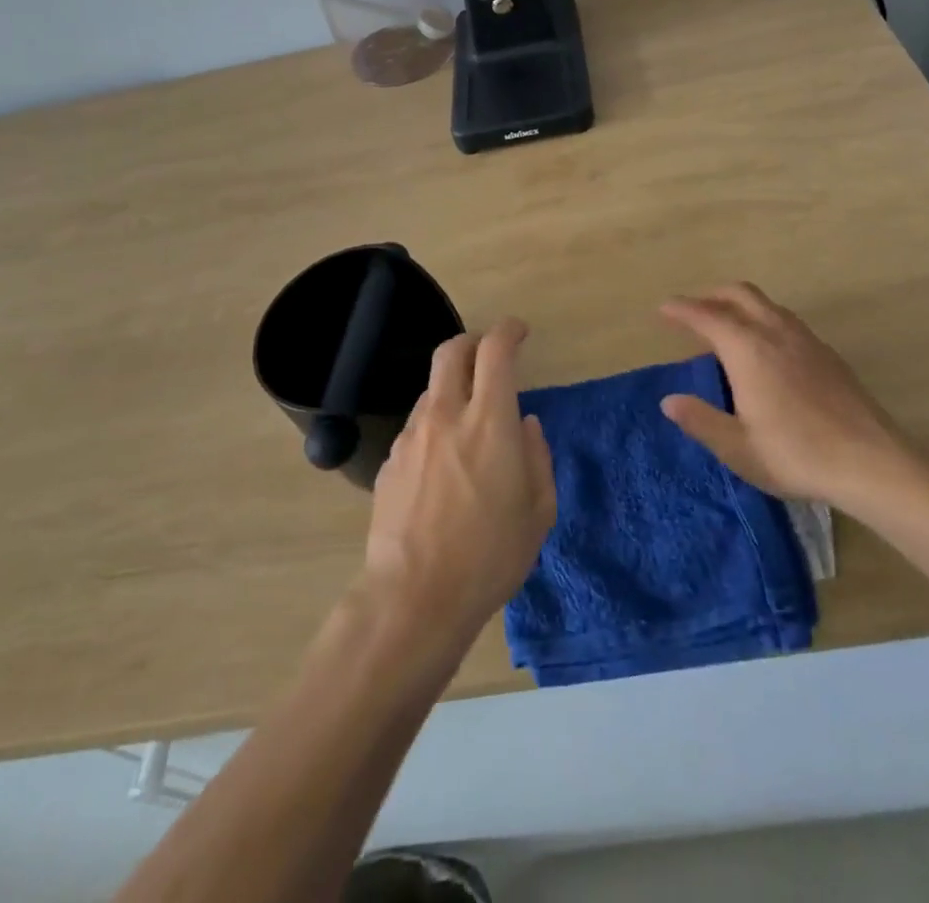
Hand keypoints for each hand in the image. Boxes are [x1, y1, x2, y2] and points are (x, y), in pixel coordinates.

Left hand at [363, 319, 556, 646]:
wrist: (414, 597)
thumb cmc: (490, 556)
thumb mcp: (538, 511)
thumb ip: (537, 456)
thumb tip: (524, 424)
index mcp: (489, 422)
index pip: (495, 351)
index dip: (508, 330)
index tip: (519, 332)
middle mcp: (447, 415)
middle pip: (451, 351)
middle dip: (472, 340)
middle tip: (489, 353)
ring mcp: (412, 436)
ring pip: (431, 389)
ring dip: (452, 388)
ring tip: (468, 420)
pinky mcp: (389, 461)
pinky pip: (416, 426)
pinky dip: (435, 425)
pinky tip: (443, 462)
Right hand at [659, 283, 906, 505]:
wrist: (871, 462)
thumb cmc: (796, 454)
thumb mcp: (738, 447)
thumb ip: (701, 420)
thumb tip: (669, 401)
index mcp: (748, 349)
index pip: (706, 316)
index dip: (682, 310)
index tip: (663, 309)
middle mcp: (775, 332)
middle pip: (738, 294)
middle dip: (710, 296)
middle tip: (691, 311)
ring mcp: (805, 339)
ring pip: (765, 303)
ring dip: (738, 305)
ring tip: (725, 327)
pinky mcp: (826, 353)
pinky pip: (784, 319)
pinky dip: (762, 318)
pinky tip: (764, 349)